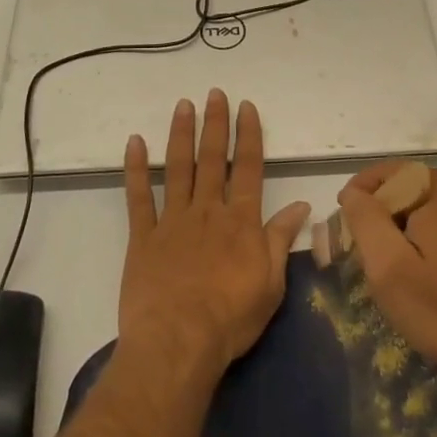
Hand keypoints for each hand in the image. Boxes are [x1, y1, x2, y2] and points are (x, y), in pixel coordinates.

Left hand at [119, 92, 310, 375]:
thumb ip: (281, 239)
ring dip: (181, 134)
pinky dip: (136, 169)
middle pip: (212, 159)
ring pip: (178, 168)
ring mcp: (172, 221)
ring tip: (183, 105)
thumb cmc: (231, 318)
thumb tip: (301, 205)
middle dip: (215, 124)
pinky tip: (135, 143)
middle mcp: (207, 211)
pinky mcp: (143, 237)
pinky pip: (138, 197)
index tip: (246, 107)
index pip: (248, 168)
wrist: (178, 342)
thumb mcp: (271, 283)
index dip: (248, 135)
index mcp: (240, 221)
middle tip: (214, 93)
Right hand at [337, 162, 436, 410]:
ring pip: (426, 203)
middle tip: (370, 257)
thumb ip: (365, 219)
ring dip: (405, 227)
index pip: (389, 174)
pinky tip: (423, 269)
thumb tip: (353, 192)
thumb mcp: (388, 267)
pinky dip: (427, 235)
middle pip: (408, 187)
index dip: (361, 197)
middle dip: (384, 216)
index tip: (346, 230)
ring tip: (395, 268)